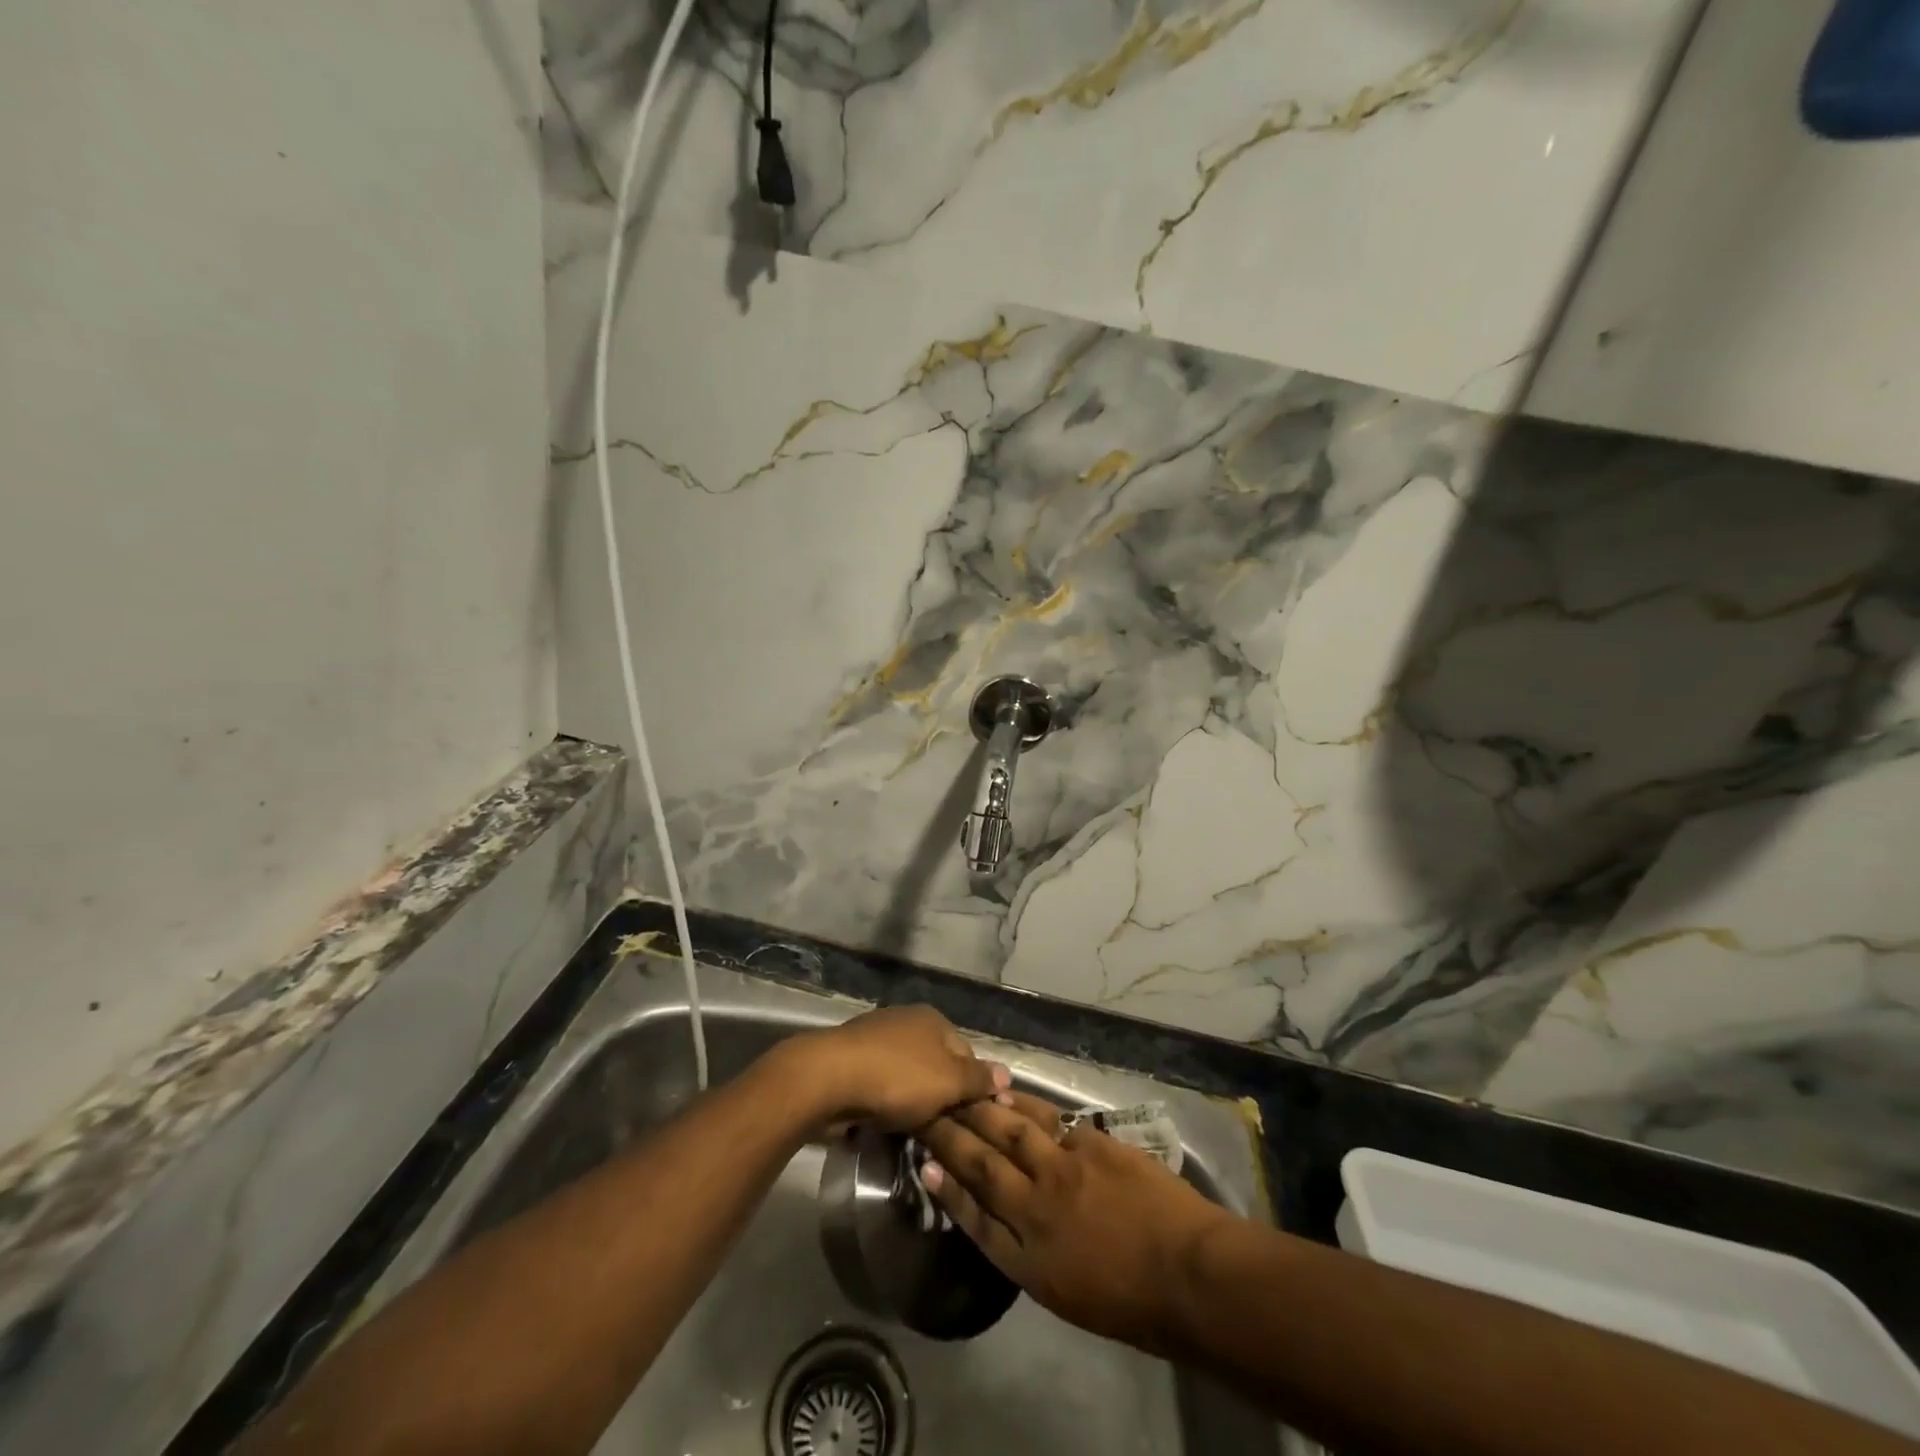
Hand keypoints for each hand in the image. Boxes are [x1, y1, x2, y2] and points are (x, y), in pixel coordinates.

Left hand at [784, 1005, 1007, 1132]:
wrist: (826, 1080)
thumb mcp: (949, 1082)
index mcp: (933, 1019)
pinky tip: (879, 1121)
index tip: (969, 1120)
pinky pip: (878, 1084)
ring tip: (909, 1131)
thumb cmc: (897, 1078)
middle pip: (935, 1065)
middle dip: (938, 1096)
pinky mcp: (849, 1059)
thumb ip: (979, 1080)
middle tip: (940, 1130)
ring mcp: (875, 1037)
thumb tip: (1007, 1073)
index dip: (971, 1088)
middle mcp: (906, 1021)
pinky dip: (882, 1102)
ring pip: (906, 1076)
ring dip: (909, 1102)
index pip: (967, 1054)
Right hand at [918, 1094, 1230, 1354]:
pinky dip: (1024, 1104)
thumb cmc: (1136, 1304)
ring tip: (961, 1093)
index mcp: (1030, 1260)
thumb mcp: (1071, 1295)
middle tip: (927, 1113)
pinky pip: (1049, 1119)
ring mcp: (1063, 1169)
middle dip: (951, 1137)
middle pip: (983, 1165)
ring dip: (981, 1110)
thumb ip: (1035, 1254)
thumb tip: (1012, 1218)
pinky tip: (1010, 1091)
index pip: (976, 1219)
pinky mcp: (1090, 1142)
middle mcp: (1036, 1209)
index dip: (948, 1191)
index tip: (925, 1165)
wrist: (1190, 1273)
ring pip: (1011, 1130)